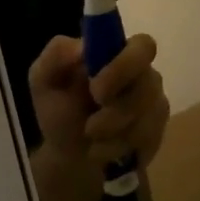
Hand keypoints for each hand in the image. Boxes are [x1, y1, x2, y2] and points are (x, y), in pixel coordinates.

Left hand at [27, 33, 169, 200]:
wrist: (68, 154)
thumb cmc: (58, 109)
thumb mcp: (43, 80)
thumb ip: (55, 55)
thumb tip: (82, 47)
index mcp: (117, 53)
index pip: (143, 46)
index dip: (125, 66)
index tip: (96, 88)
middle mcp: (142, 73)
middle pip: (150, 84)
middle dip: (118, 109)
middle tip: (90, 125)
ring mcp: (154, 103)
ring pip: (147, 117)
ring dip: (112, 134)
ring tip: (90, 136)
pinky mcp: (157, 132)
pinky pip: (148, 140)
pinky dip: (118, 149)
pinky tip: (102, 150)